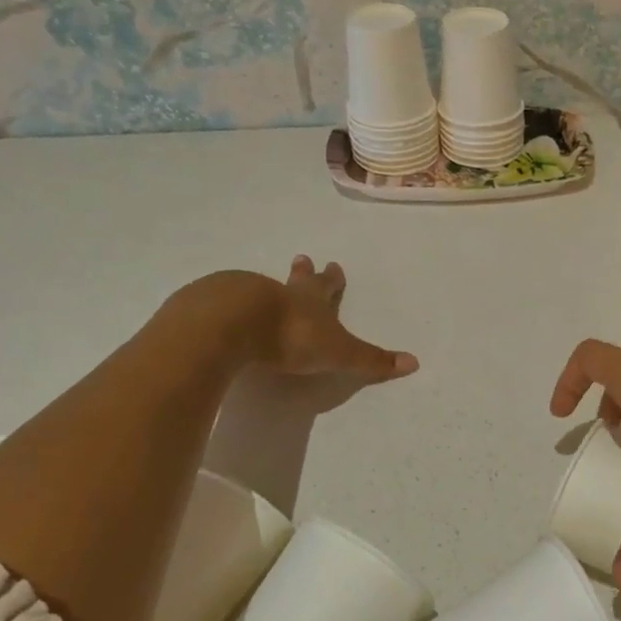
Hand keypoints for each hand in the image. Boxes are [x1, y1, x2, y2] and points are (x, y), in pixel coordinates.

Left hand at [168, 260, 418, 382]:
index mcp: (309, 300)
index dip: (332, 278)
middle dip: (301, 272)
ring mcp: (239, 294)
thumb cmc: (290, 337)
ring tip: (260, 291)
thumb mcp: (337, 353)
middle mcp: (277, 291)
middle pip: (292, 280)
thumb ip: (371, 362)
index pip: (325, 286)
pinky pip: (219, 303)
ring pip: (255, 289)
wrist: (228, 326)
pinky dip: (224, 305)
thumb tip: (414, 363)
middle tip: (301, 257)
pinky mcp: (206, 305)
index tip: (333, 264)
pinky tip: (219, 312)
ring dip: (262, 290)